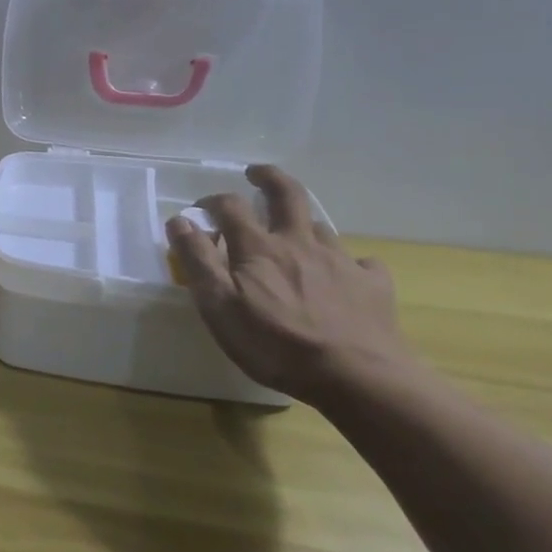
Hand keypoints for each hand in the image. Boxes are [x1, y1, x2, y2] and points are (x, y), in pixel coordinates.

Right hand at [165, 165, 411, 402]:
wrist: (358, 377)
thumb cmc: (276, 344)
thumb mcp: (219, 306)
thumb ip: (197, 260)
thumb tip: (179, 220)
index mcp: (258, 248)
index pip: (231, 207)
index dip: (214, 201)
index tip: (201, 208)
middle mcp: (299, 243)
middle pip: (287, 195)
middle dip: (269, 178)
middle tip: (257, 173)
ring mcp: (340, 261)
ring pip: (321, 227)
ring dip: (303, 223)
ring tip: (295, 233)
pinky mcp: (372, 285)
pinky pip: (361, 263)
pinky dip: (350, 262)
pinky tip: (348, 273)